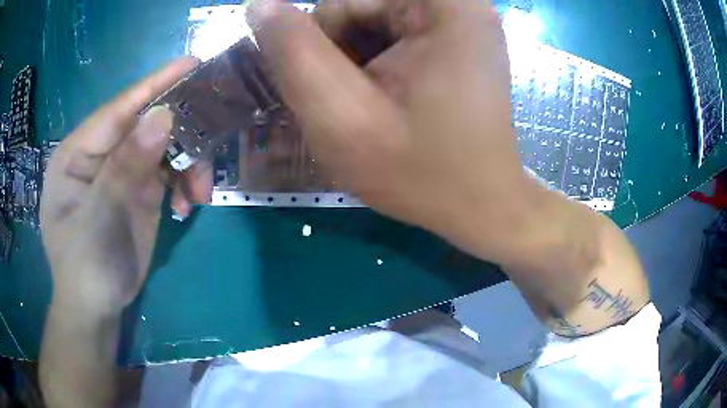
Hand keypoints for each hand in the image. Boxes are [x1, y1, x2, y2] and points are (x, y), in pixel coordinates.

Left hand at [40, 57, 211, 314]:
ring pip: (164, 147)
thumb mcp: (100, 218)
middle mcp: (101, 152)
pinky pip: (169, 172)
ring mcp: (121, 169)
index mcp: (79, 151)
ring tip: (199, 195)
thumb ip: (125, 167)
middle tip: (212, 142)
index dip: (154, 85)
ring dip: (189, 165)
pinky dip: (185, 184)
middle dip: (181, 134)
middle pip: (147, 124)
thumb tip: (163, 115)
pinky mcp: (138, 188)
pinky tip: (188, 207)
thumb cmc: (86, 266)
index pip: (119, 109)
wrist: (96, 307)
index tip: (193, 63)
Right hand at [249, 0, 535, 264]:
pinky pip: (393, 35)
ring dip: (356, 62)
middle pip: (360, 7)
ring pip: (372, 22)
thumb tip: (259, 5)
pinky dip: (377, 65)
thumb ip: (293, 53)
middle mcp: (459, 5)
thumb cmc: (421, 173)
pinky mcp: (457, 40)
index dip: (319, 43)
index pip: (342, 2)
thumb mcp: (341, 117)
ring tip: (373, 107)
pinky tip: (388, 101)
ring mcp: (461, 21)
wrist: (480, 205)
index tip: (333, 87)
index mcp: (445, 7)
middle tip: (356, 105)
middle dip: (340, 53)